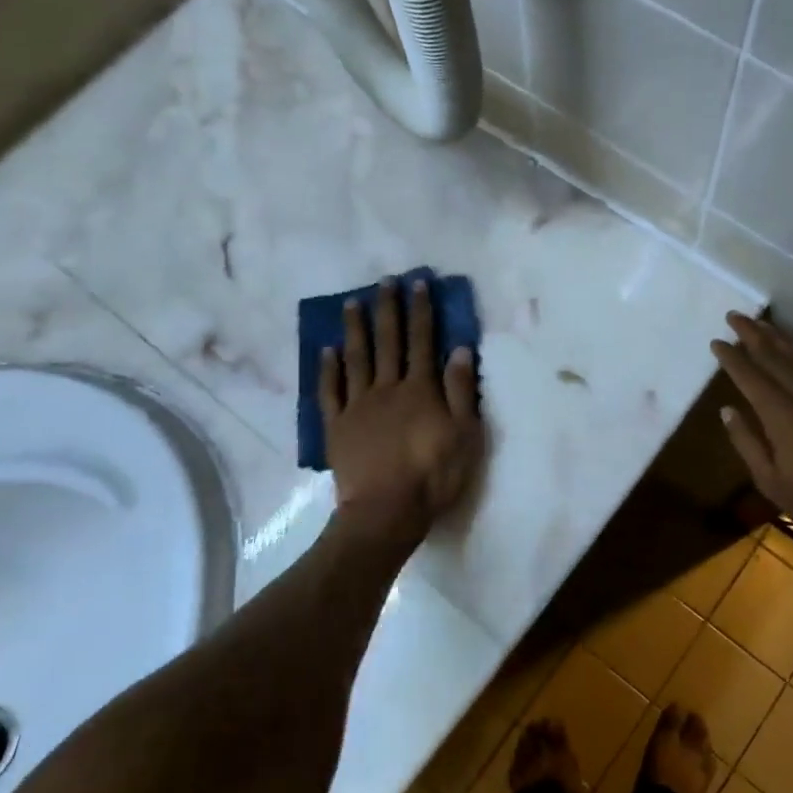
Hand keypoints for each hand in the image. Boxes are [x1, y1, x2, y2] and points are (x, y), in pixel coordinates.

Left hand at [321, 278, 483, 539]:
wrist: (386, 511)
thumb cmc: (433, 475)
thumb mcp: (465, 434)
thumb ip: (460, 391)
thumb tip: (460, 349)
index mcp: (421, 389)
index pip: (423, 341)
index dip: (421, 310)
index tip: (418, 283)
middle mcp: (388, 388)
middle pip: (388, 341)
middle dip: (388, 309)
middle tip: (384, 281)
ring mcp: (358, 406)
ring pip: (357, 359)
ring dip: (355, 329)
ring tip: (352, 303)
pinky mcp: (337, 426)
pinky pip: (330, 391)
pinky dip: (329, 369)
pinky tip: (328, 351)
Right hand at [710, 312, 792, 551]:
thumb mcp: (772, 482)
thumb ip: (748, 443)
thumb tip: (727, 410)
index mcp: (781, 416)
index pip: (750, 377)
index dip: (732, 358)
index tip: (716, 341)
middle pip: (774, 357)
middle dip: (752, 335)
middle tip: (734, 315)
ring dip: (778, 338)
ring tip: (762, 323)